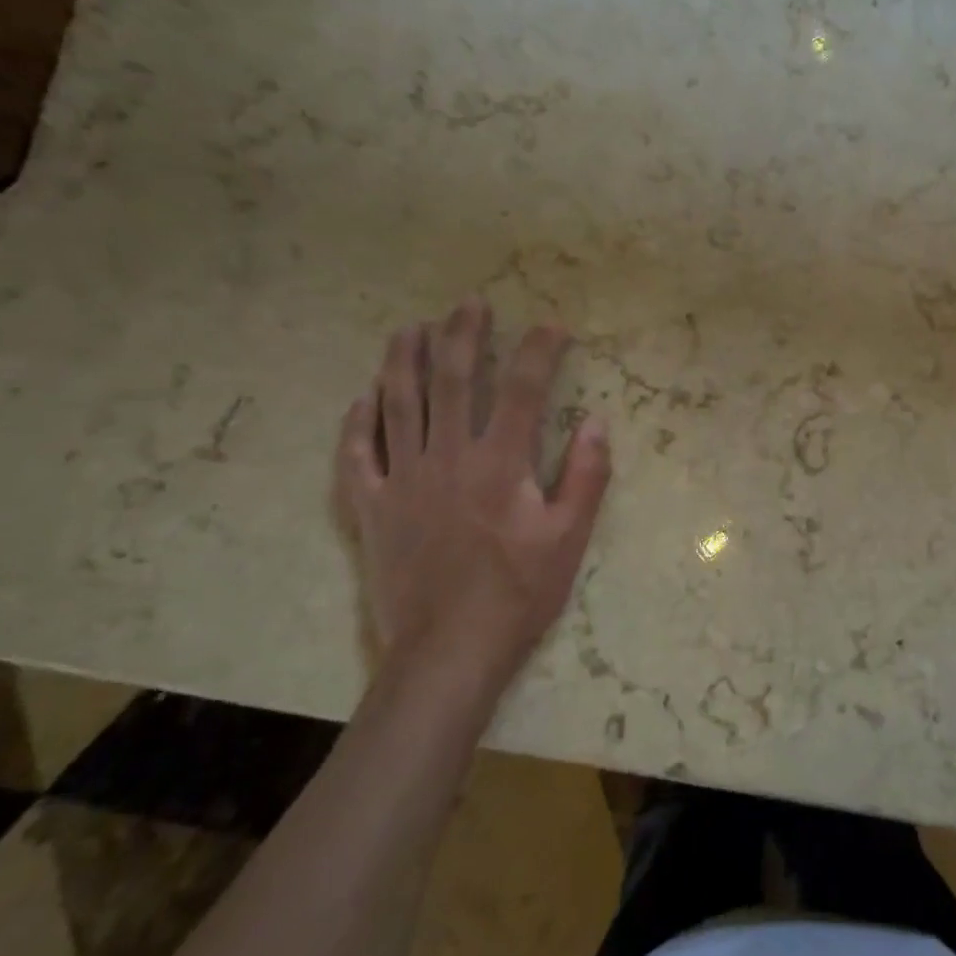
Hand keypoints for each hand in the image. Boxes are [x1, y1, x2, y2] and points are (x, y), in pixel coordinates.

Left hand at [334, 299, 611, 700]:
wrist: (447, 651)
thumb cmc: (518, 594)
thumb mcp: (569, 538)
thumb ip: (586, 475)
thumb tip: (598, 421)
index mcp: (500, 463)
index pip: (523, 389)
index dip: (540, 351)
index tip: (554, 327)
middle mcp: (447, 457)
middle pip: (453, 380)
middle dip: (464, 335)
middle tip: (470, 304)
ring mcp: (402, 480)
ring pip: (398, 404)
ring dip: (404, 360)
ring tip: (411, 328)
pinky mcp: (372, 507)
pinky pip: (357, 455)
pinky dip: (358, 422)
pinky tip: (362, 399)